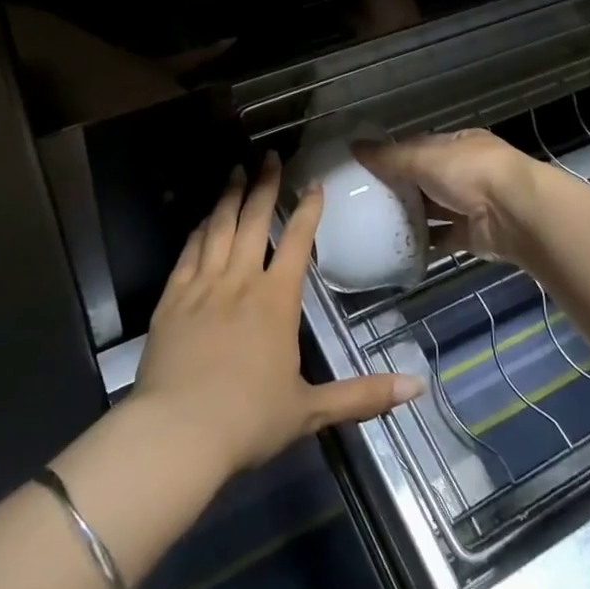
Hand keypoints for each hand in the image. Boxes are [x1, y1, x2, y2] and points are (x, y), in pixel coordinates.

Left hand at [135, 154, 425, 477]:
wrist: (178, 432)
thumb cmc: (249, 420)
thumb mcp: (311, 411)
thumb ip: (363, 395)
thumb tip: (418, 387)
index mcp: (276, 301)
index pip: (298, 242)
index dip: (308, 210)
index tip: (314, 184)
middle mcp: (240, 282)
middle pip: (254, 221)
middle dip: (264, 185)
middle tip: (269, 156)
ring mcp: (202, 286)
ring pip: (219, 228)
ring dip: (230, 196)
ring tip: (236, 170)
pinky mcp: (172, 298)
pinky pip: (188, 252)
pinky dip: (199, 230)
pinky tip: (204, 218)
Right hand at [354, 129, 539, 265]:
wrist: (514, 213)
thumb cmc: (469, 172)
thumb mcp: (423, 158)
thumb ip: (389, 157)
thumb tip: (354, 147)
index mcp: (459, 144)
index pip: (422, 146)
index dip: (396, 155)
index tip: (368, 167)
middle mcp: (467, 172)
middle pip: (427, 179)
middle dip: (401, 188)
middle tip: (365, 199)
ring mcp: (472, 204)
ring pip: (435, 209)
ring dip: (412, 216)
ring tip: (376, 224)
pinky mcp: (473, 235)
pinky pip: (443, 238)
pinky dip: (425, 243)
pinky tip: (399, 247)